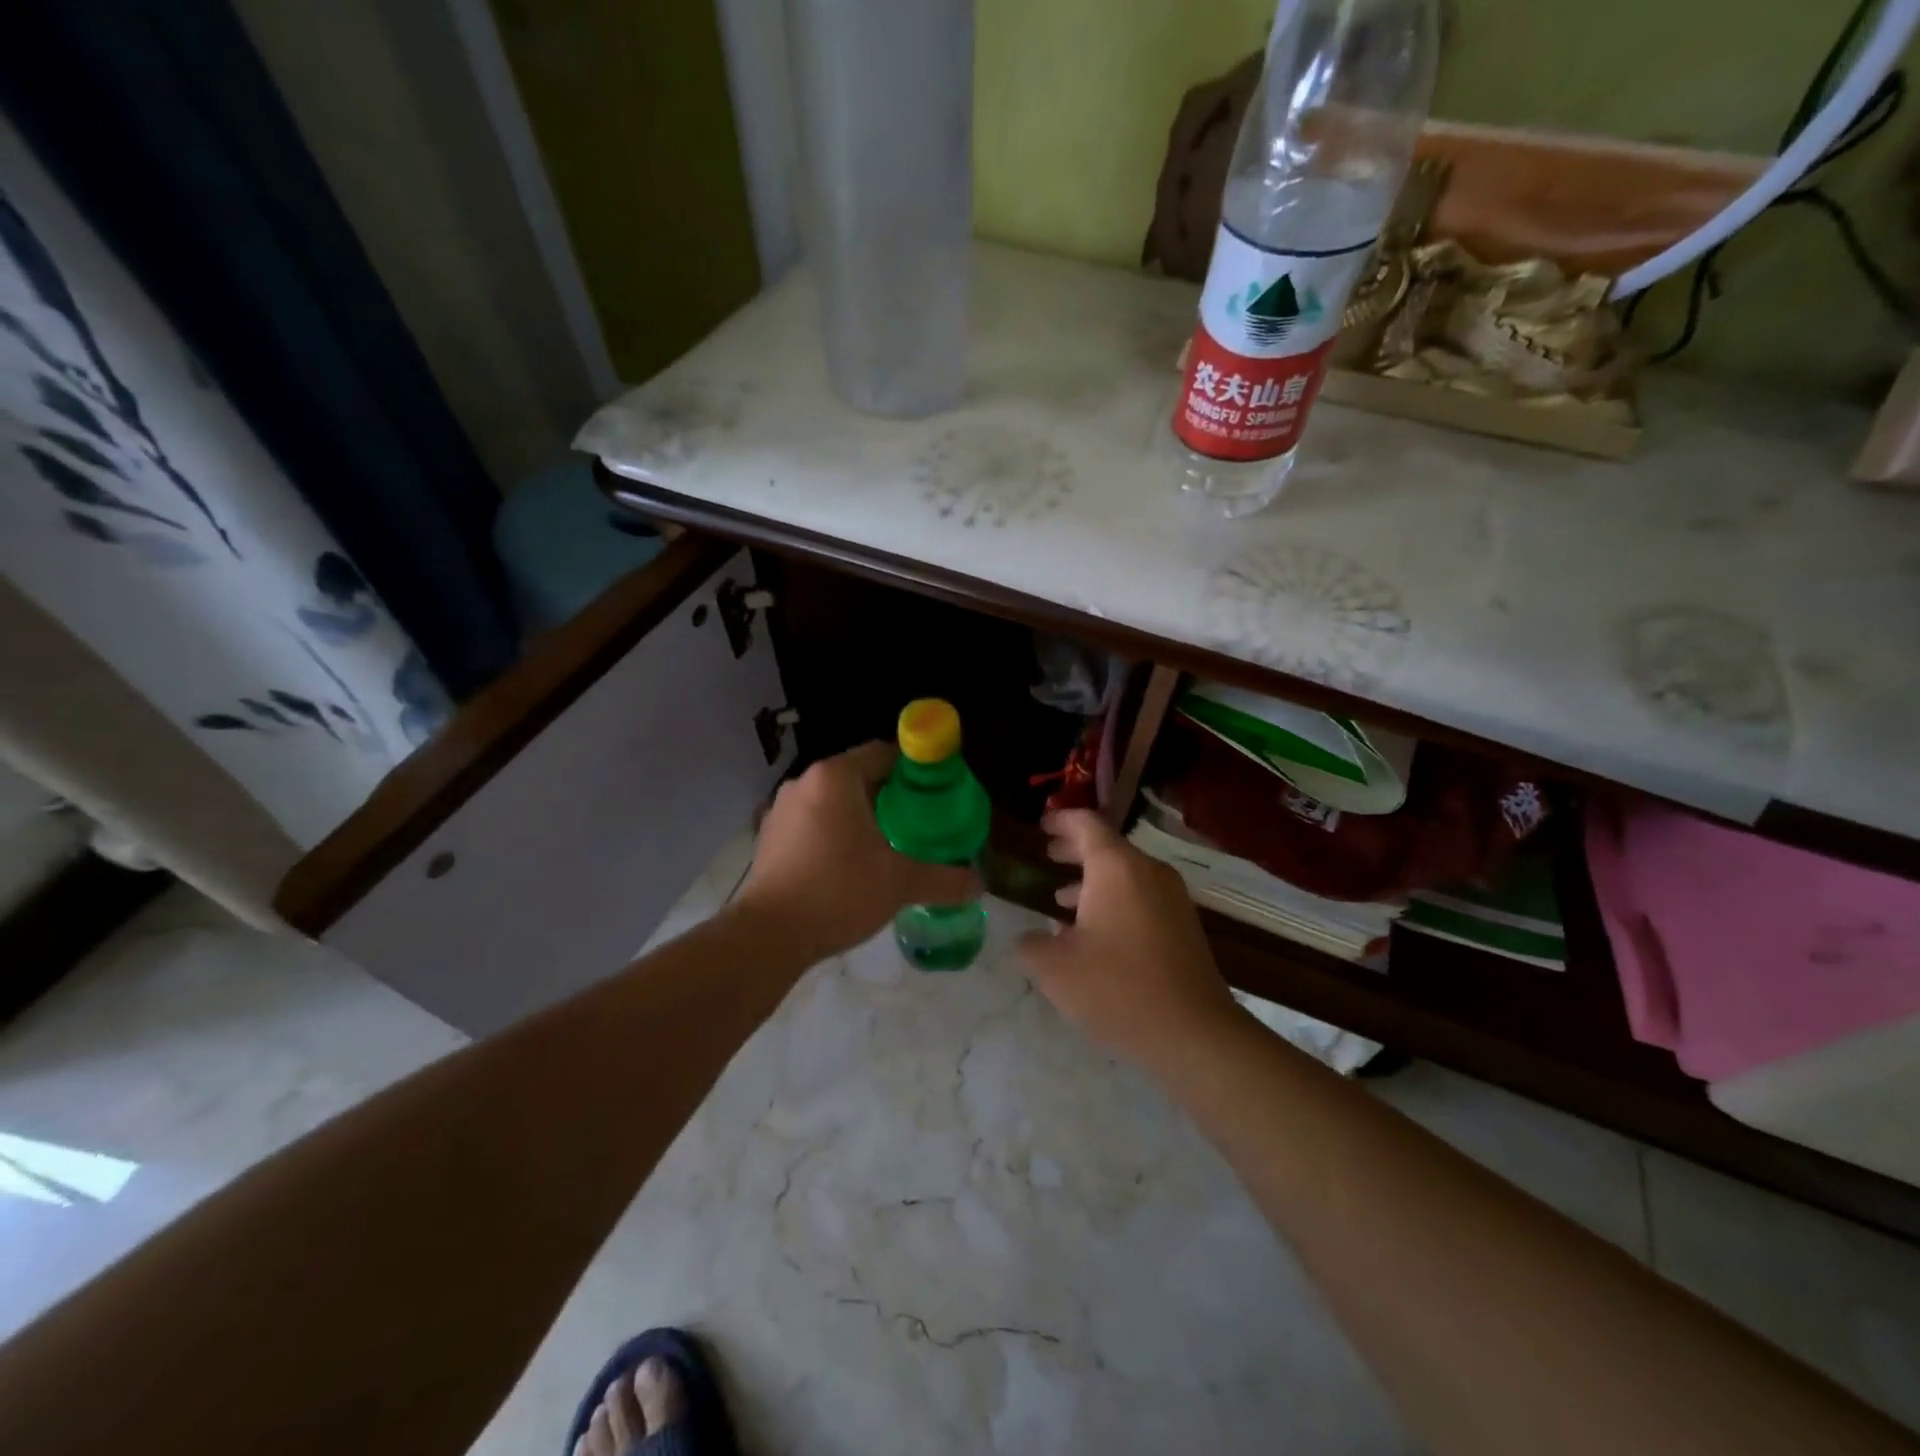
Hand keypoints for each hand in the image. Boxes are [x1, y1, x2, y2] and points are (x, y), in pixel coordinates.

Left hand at [733, 742, 980, 960]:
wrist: (769, 935)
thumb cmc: (839, 891)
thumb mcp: (900, 882)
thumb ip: (943, 878)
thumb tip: (978, 884)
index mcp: (835, 776)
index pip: (884, 753)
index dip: (914, 771)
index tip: (936, 795)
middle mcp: (805, 782)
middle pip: (859, 776)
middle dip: (891, 797)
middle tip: (920, 824)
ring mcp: (782, 810)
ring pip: (834, 801)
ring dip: (862, 817)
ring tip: (890, 846)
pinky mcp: (770, 837)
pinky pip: (813, 823)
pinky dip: (836, 834)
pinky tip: (851, 865)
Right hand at [1019, 810, 1240, 1066]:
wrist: (1193, 1032)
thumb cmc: (1117, 988)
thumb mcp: (1055, 969)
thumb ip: (1030, 946)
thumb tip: (1026, 939)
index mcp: (1116, 868)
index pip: (1086, 824)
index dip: (1061, 821)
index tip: (1041, 825)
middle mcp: (1148, 872)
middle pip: (1108, 847)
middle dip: (1074, 850)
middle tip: (1048, 854)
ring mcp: (1172, 898)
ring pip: (1125, 875)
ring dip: (1092, 881)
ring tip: (1061, 899)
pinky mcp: (1183, 926)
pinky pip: (1142, 898)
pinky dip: (1114, 902)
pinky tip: (1094, 935)